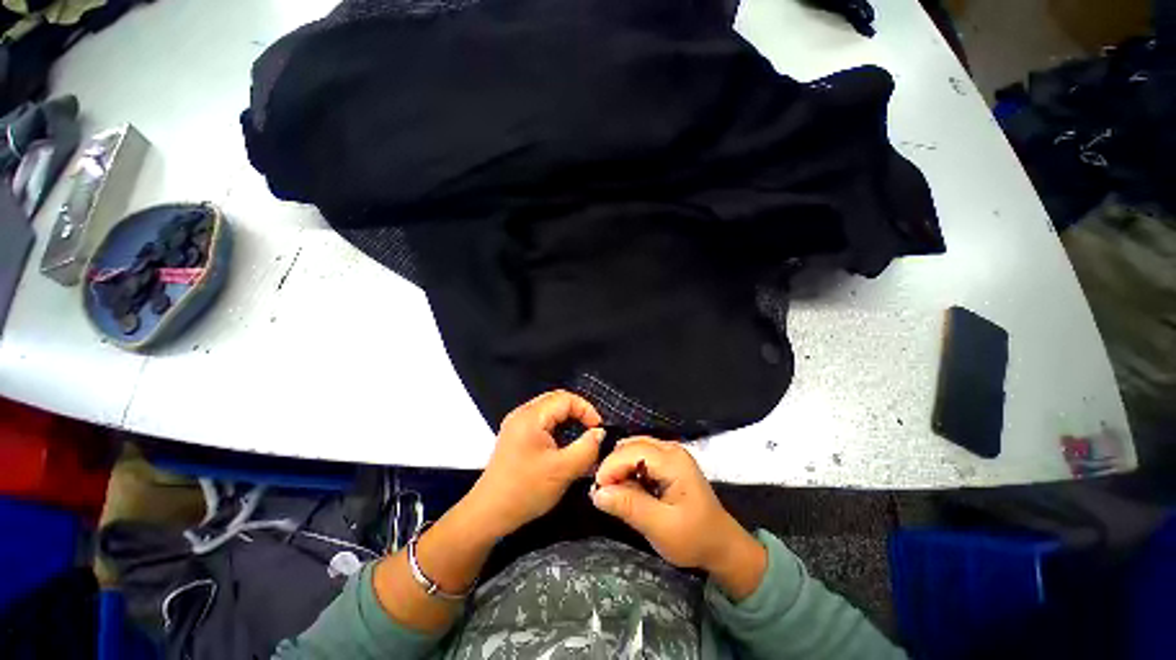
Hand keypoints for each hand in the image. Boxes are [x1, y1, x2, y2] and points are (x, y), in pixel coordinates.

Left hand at [466, 390, 604, 539]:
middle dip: (578, 413)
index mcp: (531, 416)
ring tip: (581, 437)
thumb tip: (600, 433)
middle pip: (556, 400)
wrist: (488, 514)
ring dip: (568, 420)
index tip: (598, 430)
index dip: (586, 410)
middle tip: (592, 431)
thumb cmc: (525, 490)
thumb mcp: (563, 470)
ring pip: (549, 411)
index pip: (566, 398)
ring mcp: (516, 424)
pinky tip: (563, 444)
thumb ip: (587, 448)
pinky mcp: (515, 436)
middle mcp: (522, 414)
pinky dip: (557, 428)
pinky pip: (541, 421)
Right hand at [591, 437, 766, 598]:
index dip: (610, 467)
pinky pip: (640, 457)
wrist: (722, 546)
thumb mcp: (660, 527)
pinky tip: (627, 488)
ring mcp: (670, 453)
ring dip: (619, 468)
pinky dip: (628, 470)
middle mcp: (670, 449)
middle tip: (602, 493)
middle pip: (631, 446)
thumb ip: (629, 506)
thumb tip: (597, 493)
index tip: (596, 491)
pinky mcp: (668, 462)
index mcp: (672, 460)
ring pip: (633, 449)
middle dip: (613, 467)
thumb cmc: (694, 538)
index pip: (631, 451)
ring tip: (613, 492)